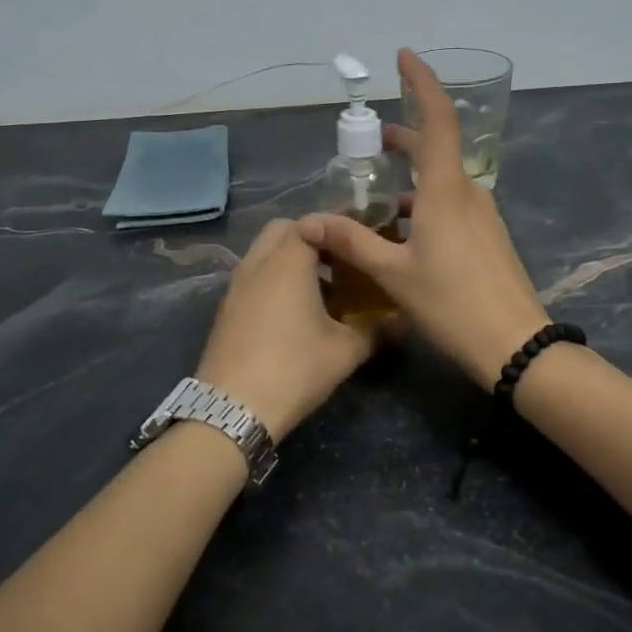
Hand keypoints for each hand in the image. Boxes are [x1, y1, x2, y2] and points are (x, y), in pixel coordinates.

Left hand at [195, 218, 384, 441]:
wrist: (232, 409)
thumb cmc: (294, 368)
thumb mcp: (345, 351)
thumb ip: (377, 330)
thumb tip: (405, 321)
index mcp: (288, 261)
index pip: (314, 223)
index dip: (338, 227)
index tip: (362, 240)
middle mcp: (258, 263)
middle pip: (283, 230)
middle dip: (311, 237)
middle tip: (340, 261)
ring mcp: (237, 285)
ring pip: (264, 253)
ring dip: (290, 259)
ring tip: (321, 287)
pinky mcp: (226, 308)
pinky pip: (253, 276)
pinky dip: (273, 278)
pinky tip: (294, 311)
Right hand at [299, 49, 551, 388]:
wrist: (515, 344)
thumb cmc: (453, 304)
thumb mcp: (394, 274)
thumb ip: (352, 243)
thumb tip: (309, 222)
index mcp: (446, 191)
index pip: (437, 119)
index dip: (421, 83)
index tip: (404, 57)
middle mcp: (468, 193)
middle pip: (435, 148)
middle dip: (402, 140)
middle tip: (368, 143)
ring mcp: (482, 216)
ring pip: (441, 182)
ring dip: (410, 179)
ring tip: (374, 199)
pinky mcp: (487, 237)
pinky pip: (451, 206)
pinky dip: (424, 205)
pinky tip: (401, 234)